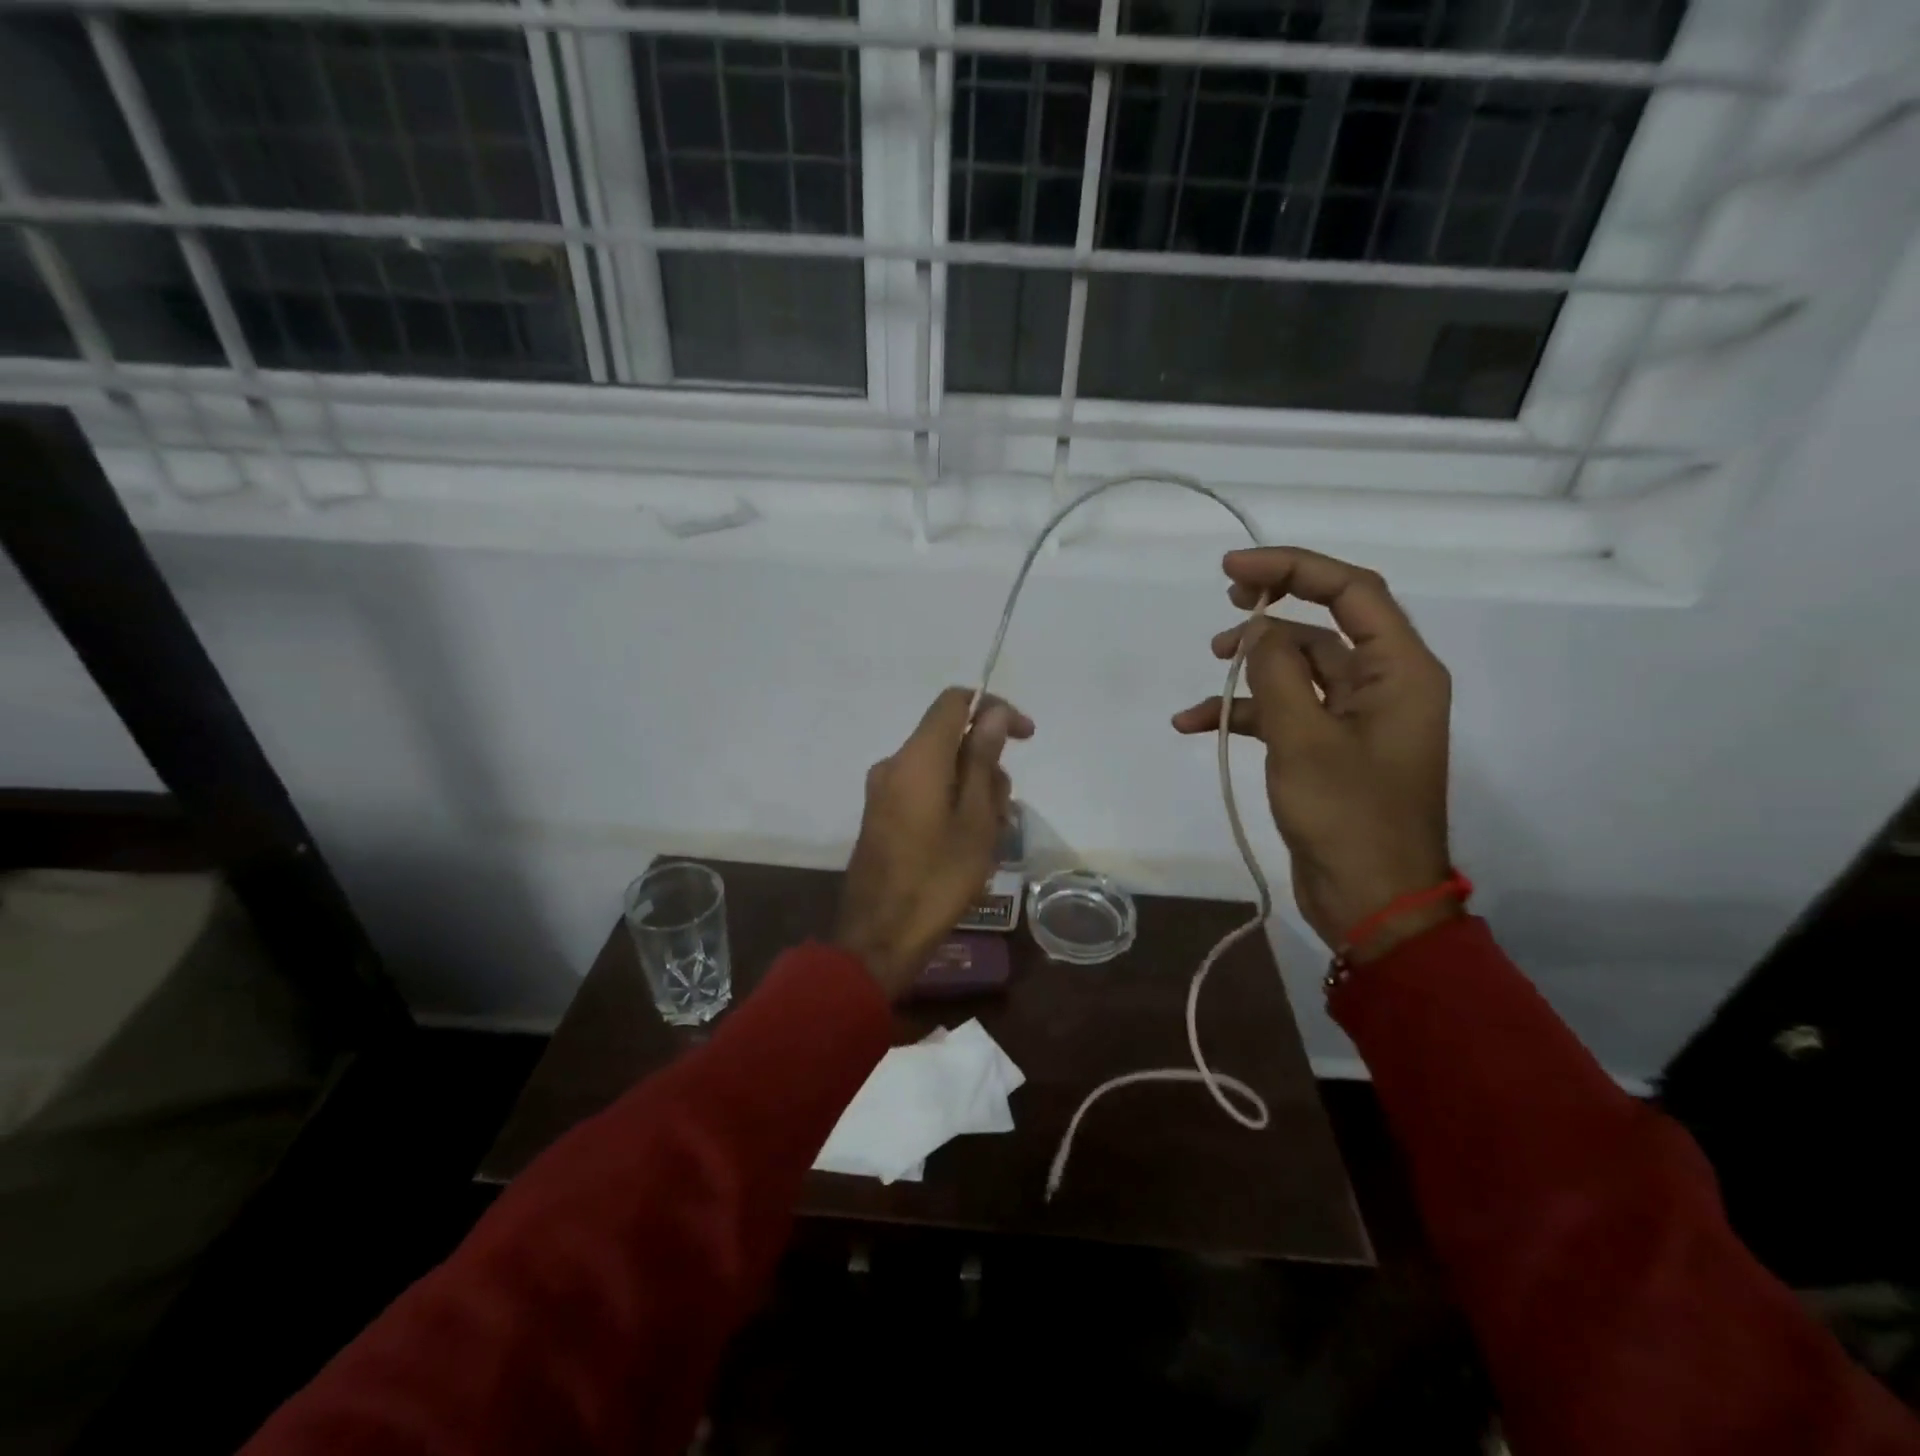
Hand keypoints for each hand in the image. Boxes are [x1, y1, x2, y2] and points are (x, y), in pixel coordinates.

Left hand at [836, 688, 1033, 996]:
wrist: (880, 936)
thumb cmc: (938, 878)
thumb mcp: (976, 819)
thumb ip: (983, 760)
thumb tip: (993, 713)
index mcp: (917, 758)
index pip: (954, 702)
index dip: (994, 708)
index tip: (1025, 736)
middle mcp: (894, 765)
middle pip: (949, 739)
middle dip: (987, 764)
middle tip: (1006, 811)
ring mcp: (883, 792)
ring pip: (940, 769)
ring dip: (973, 790)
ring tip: (990, 838)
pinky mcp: (881, 815)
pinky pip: (924, 791)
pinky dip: (951, 804)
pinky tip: (967, 845)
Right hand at [1173, 548, 1453, 959]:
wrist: (1370, 900)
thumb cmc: (1347, 816)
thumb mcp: (1303, 739)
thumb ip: (1278, 674)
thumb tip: (1258, 632)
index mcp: (1401, 671)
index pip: (1352, 592)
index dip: (1294, 568)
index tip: (1234, 570)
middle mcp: (1384, 684)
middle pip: (1326, 625)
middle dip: (1273, 610)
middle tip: (1225, 598)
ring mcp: (1356, 718)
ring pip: (1298, 669)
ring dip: (1252, 667)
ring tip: (1209, 667)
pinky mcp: (1329, 748)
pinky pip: (1285, 712)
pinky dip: (1245, 713)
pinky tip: (1195, 723)